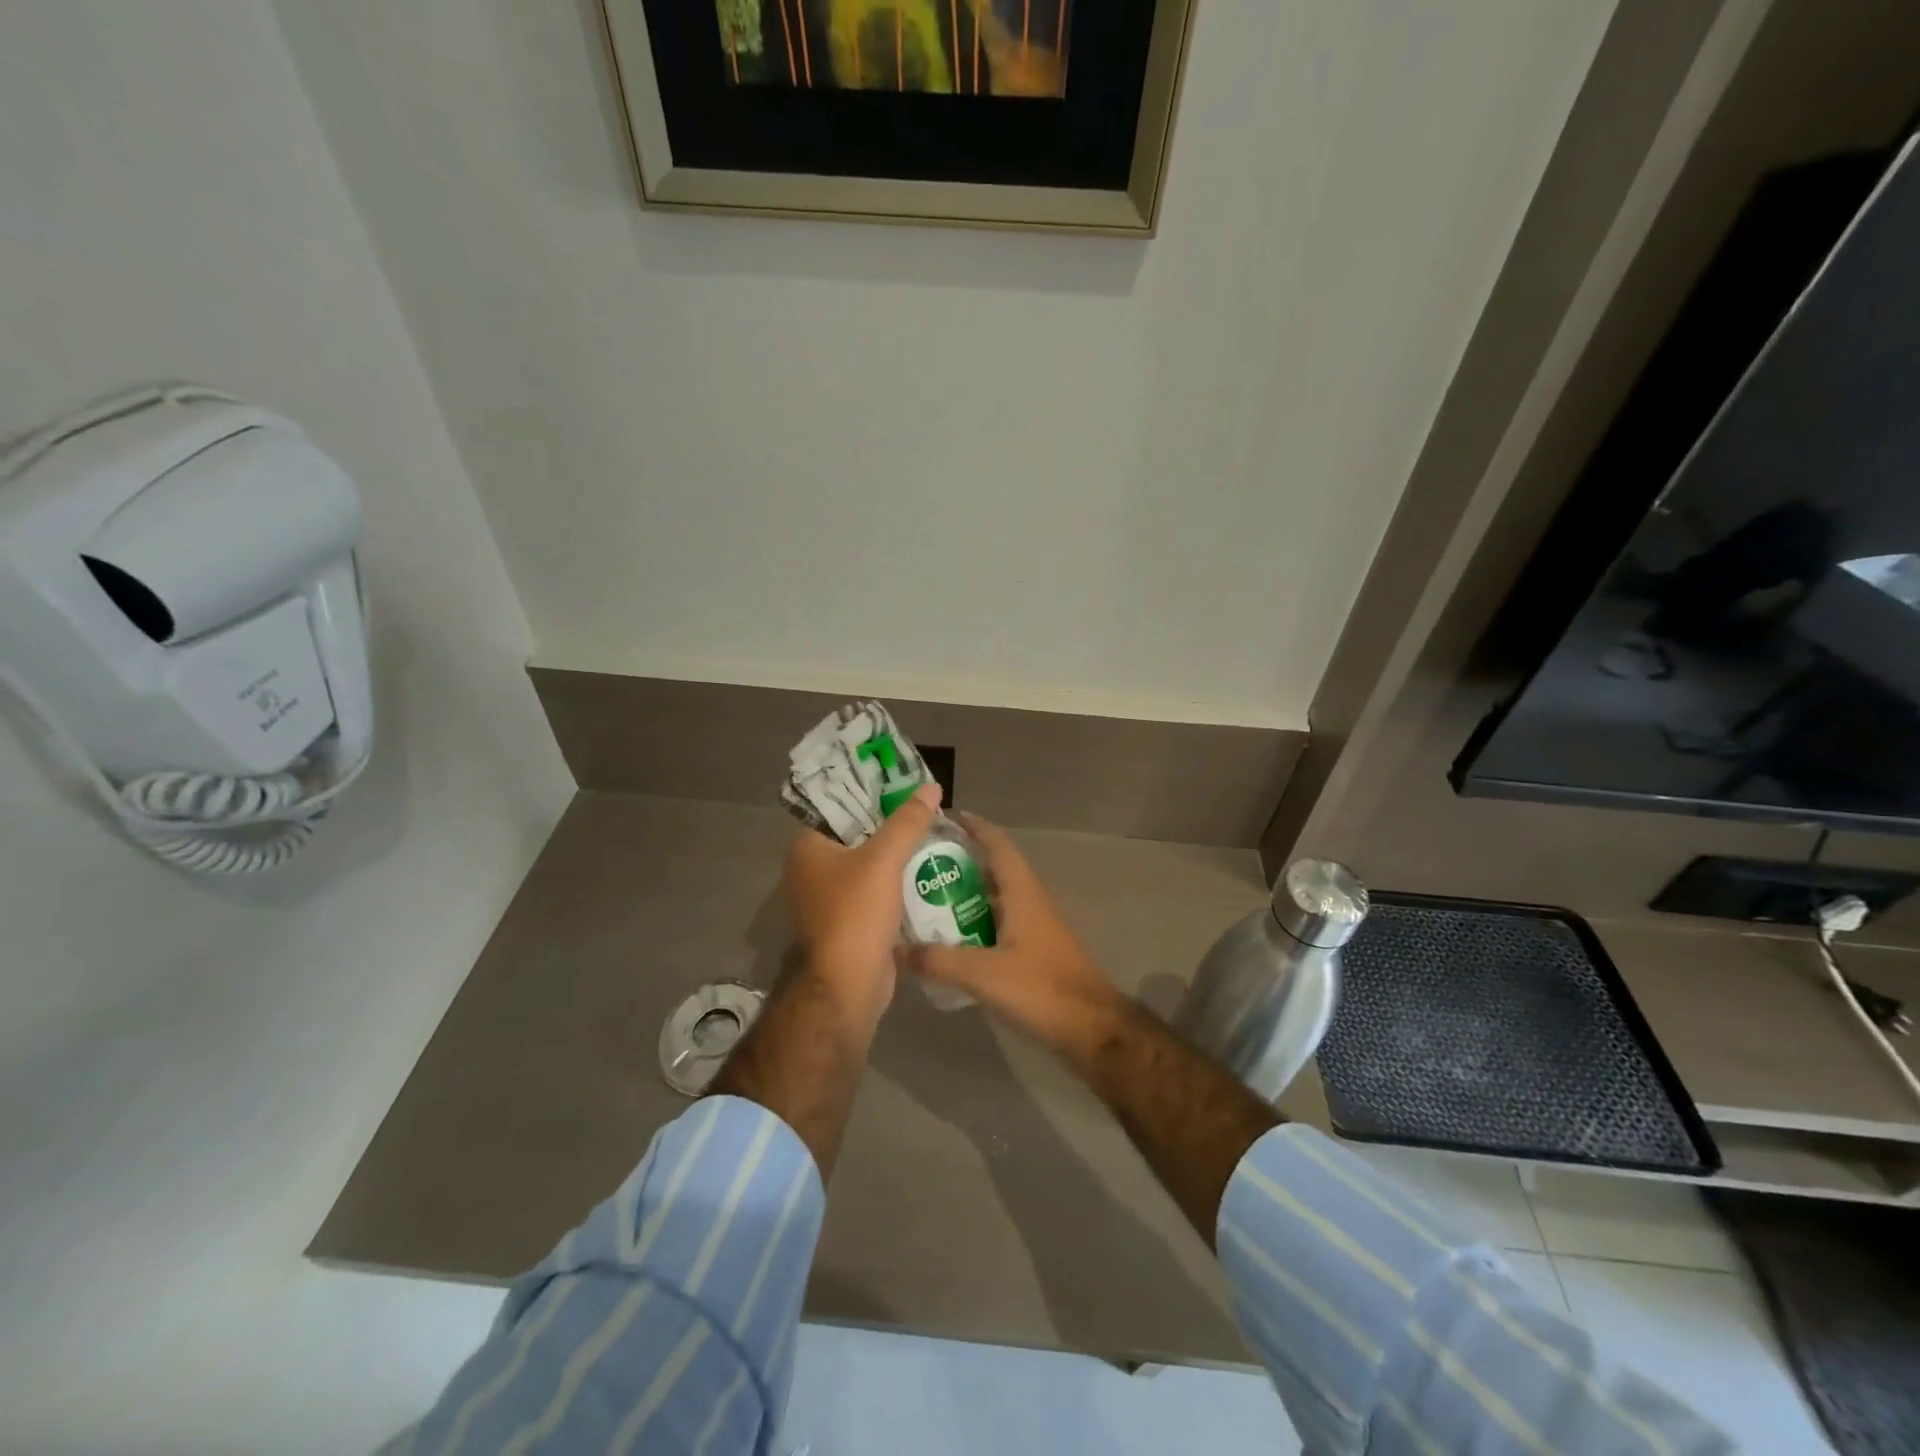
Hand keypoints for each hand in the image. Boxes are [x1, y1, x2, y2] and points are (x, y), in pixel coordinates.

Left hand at [784, 782, 942, 1013]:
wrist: (848, 986)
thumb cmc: (856, 914)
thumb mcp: (884, 860)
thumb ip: (908, 822)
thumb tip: (931, 787)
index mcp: (808, 847)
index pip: (839, 806)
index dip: (871, 792)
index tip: (904, 783)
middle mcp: (812, 869)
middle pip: (857, 834)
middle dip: (891, 823)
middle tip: (926, 807)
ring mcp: (829, 898)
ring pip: (869, 864)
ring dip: (897, 853)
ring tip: (934, 833)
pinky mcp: (849, 921)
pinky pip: (875, 890)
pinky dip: (897, 881)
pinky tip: (928, 870)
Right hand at [902, 814, 1123, 1053]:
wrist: (1092, 1029)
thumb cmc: (1042, 990)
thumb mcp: (984, 974)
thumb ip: (940, 960)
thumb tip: (897, 948)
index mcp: (1023, 893)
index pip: (998, 845)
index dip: (976, 827)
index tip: (946, 817)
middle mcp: (1030, 902)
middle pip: (995, 869)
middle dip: (963, 861)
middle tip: (923, 862)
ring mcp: (1035, 928)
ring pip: (997, 899)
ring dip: (968, 894)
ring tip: (928, 897)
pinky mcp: (1035, 952)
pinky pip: (1000, 924)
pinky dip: (976, 923)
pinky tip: (953, 939)